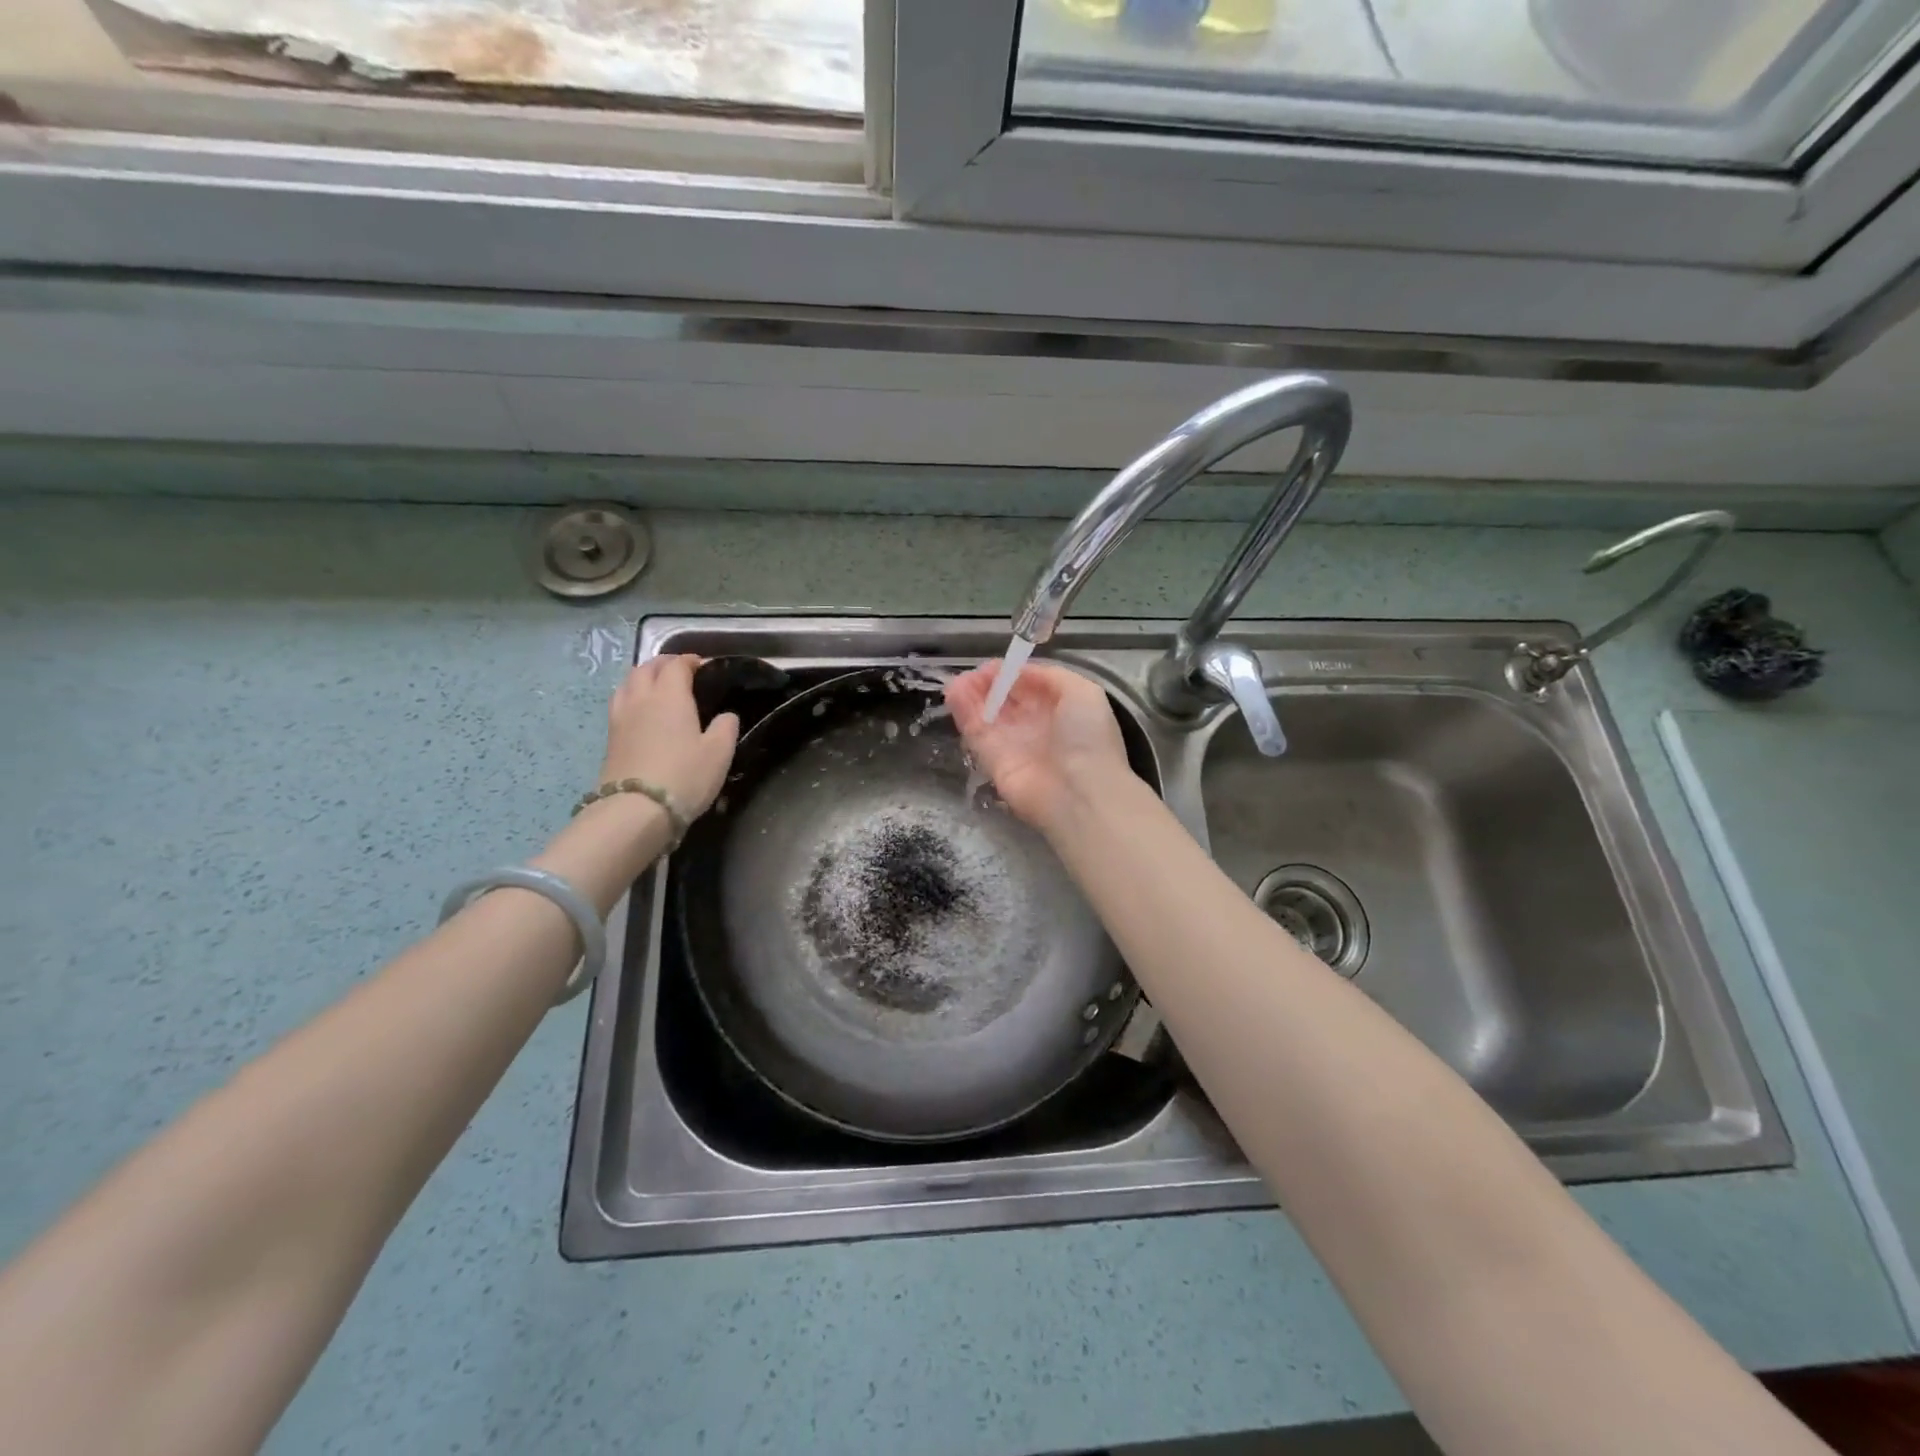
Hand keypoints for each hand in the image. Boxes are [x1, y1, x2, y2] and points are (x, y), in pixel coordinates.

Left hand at [598, 656, 738, 817]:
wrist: (637, 809)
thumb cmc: (685, 776)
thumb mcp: (720, 752)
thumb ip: (726, 727)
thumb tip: (726, 716)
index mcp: (670, 695)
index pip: (677, 665)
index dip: (690, 661)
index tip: (704, 666)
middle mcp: (641, 698)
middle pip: (647, 668)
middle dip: (664, 664)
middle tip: (680, 671)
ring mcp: (621, 717)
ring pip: (627, 683)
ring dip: (643, 677)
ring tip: (656, 686)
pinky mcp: (610, 737)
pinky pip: (620, 703)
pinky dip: (632, 697)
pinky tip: (641, 711)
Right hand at [946, 660, 1132, 832]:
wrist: (1079, 794)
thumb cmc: (1087, 738)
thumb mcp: (1083, 693)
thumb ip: (1050, 676)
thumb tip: (1018, 672)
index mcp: (1059, 708)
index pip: (1029, 685)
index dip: (1011, 673)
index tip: (995, 665)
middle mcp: (1034, 725)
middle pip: (1005, 699)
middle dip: (988, 683)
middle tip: (972, 673)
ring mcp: (1012, 742)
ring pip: (986, 713)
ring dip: (971, 694)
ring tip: (958, 681)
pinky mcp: (991, 760)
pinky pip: (975, 731)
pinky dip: (963, 711)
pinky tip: (954, 692)